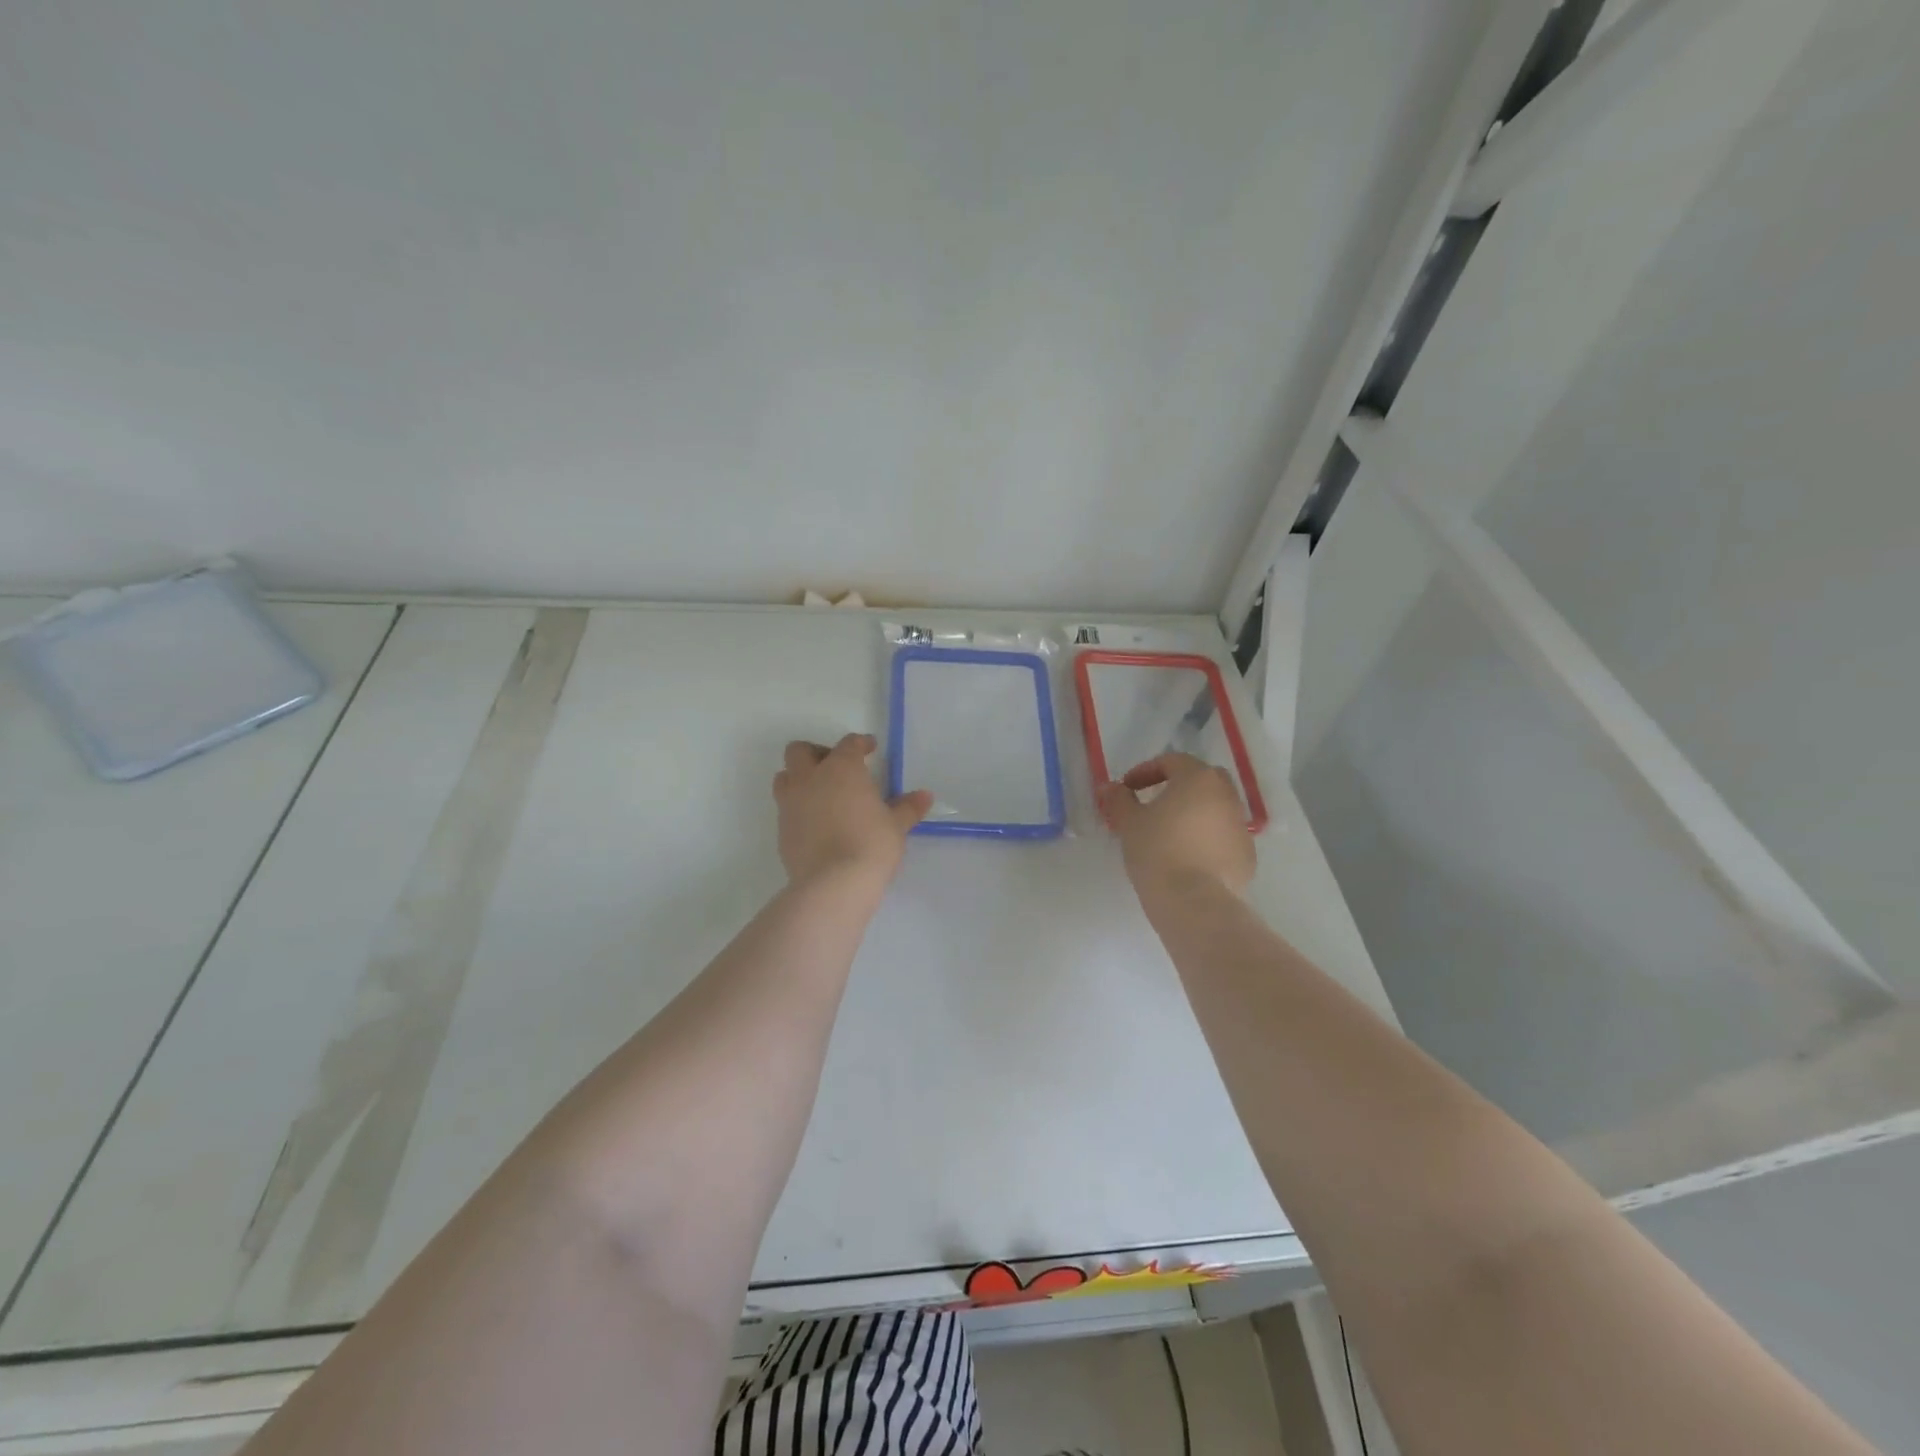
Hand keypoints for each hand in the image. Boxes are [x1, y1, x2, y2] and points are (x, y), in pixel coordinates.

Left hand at [773, 734, 931, 888]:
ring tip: (820, 794)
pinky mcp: (781, 830)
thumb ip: (908, 807)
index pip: (848, 744)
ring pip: (784, 777)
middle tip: (835, 768)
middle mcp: (810, 779)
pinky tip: (816, 825)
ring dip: (799, 779)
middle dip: (816, 754)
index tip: (869, 749)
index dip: (860, 743)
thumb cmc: (871, 844)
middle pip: (800, 751)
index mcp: (841, 768)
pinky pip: (785, 809)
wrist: (834, 883)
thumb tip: (925, 796)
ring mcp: (790, 804)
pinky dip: (798, 809)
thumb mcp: (896, 825)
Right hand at [1098, 752, 1254, 896]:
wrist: (1194, 902)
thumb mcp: (1129, 823)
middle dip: (1178, 786)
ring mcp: (1241, 826)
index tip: (1127, 789)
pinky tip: (1188, 857)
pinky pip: (1224, 836)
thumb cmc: (1158, 852)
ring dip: (1195, 813)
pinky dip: (1207, 838)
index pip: (1172, 761)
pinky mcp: (1247, 855)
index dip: (1146, 771)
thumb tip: (1110, 787)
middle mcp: (1226, 795)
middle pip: (1202, 779)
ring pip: (1216, 808)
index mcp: (1198, 779)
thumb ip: (1119, 799)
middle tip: (1155, 803)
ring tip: (1171, 833)